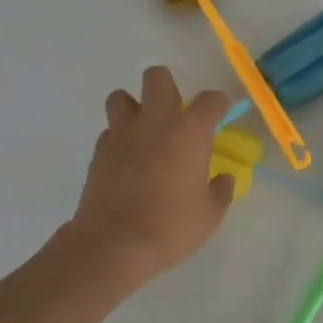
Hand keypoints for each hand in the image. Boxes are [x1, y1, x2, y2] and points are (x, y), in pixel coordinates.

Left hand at [67, 66, 234, 284]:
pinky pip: (109, 130)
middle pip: (157, 77)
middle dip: (168, 88)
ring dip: (134, 107)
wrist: (114, 244)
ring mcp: (122, 133)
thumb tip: (224, 179)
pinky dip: (119, 138)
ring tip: (144, 131)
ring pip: (121, 96)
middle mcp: (156, 122)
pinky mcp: (99, 151)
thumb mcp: (210, 214)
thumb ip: (220, 190)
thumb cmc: (171, 227)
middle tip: (175, 115)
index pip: (210, 99)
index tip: (220, 114)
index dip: (218, 104)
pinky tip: (127, 160)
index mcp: (190, 132)